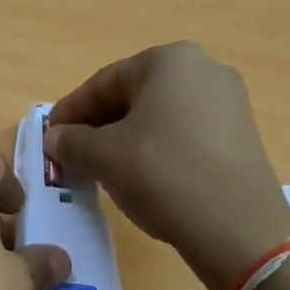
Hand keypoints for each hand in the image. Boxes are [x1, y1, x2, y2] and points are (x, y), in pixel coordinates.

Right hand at [46, 42, 289, 289]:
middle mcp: (203, 69)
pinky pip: (183, 134)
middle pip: (132, 96)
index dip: (70, 111)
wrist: (238, 228)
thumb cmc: (162, 174)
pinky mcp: (240, 135)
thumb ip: (71, 141)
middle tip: (71, 154)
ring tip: (101, 168)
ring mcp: (228, 102)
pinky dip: (155, 149)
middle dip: (98, 125)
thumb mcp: (103, 156)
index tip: (49, 136)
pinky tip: (140, 177)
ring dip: (124, 138)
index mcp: (169, 61)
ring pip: (158, 116)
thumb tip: (54, 138)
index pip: (103, 82)